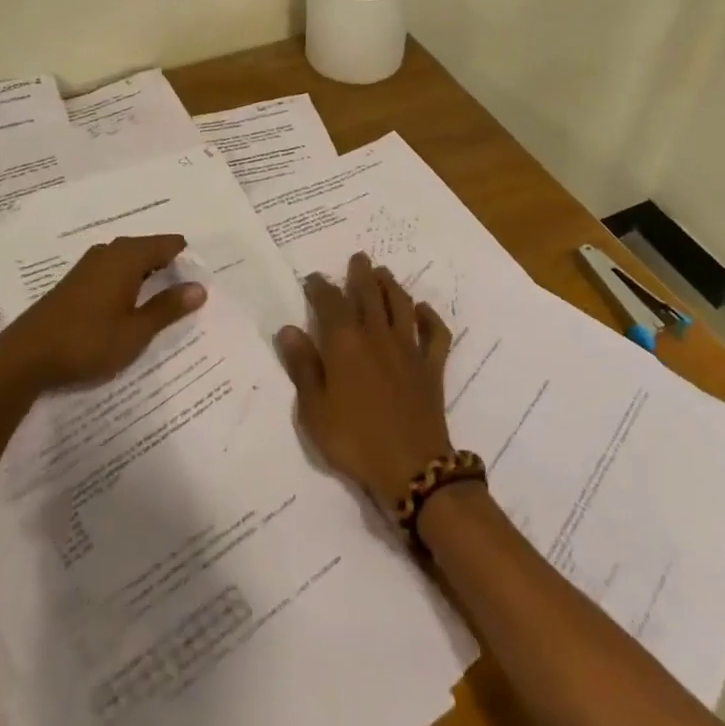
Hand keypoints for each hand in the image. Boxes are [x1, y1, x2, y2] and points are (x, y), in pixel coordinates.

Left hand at [0, 234, 205, 390]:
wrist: (24, 358)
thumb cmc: (87, 342)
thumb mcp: (136, 331)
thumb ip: (168, 308)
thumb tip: (199, 287)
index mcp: (127, 256)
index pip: (168, 244)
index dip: (188, 259)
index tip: (202, 279)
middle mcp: (109, 252)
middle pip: (149, 249)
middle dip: (170, 267)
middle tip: (189, 292)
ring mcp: (89, 266)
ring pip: (129, 261)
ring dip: (148, 276)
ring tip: (164, 301)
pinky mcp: (75, 282)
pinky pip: (113, 271)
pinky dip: (128, 283)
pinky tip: (131, 306)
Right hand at [276, 252, 455, 508]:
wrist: (411, 467)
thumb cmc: (354, 439)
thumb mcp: (314, 410)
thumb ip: (302, 366)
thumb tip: (289, 329)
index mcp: (345, 342)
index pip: (330, 302)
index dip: (321, 287)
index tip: (314, 279)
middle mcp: (377, 334)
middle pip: (369, 293)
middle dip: (361, 273)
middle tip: (358, 258)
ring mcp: (408, 348)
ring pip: (400, 304)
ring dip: (391, 285)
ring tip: (383, 273)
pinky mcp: (431, 365)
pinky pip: (435, 333)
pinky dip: (429, 318)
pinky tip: (422, 311)